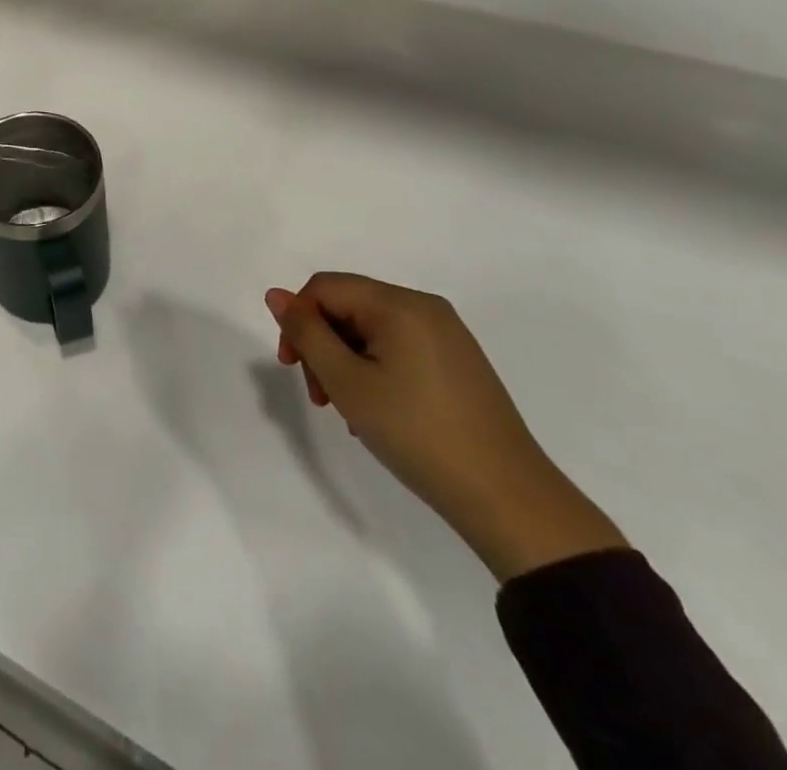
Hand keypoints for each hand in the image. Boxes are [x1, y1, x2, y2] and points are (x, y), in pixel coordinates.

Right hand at [265, 273, 626, 580]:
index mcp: (400, 304)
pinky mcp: (458, 361)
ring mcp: (447, 334)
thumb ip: (307, 333)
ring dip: (346, 361)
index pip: (325, 287)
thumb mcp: (348, 382)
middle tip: (320, 398)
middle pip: (348, 306)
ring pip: (372, 330)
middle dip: (323, 344)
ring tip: (349, 411)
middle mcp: (425, 307)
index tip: (292, 368)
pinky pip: (399, 347)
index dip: (298, 320)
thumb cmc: (418, 434)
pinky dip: (375, 370)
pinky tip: (378, 411)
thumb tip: (277, 295)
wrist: (509, 499)